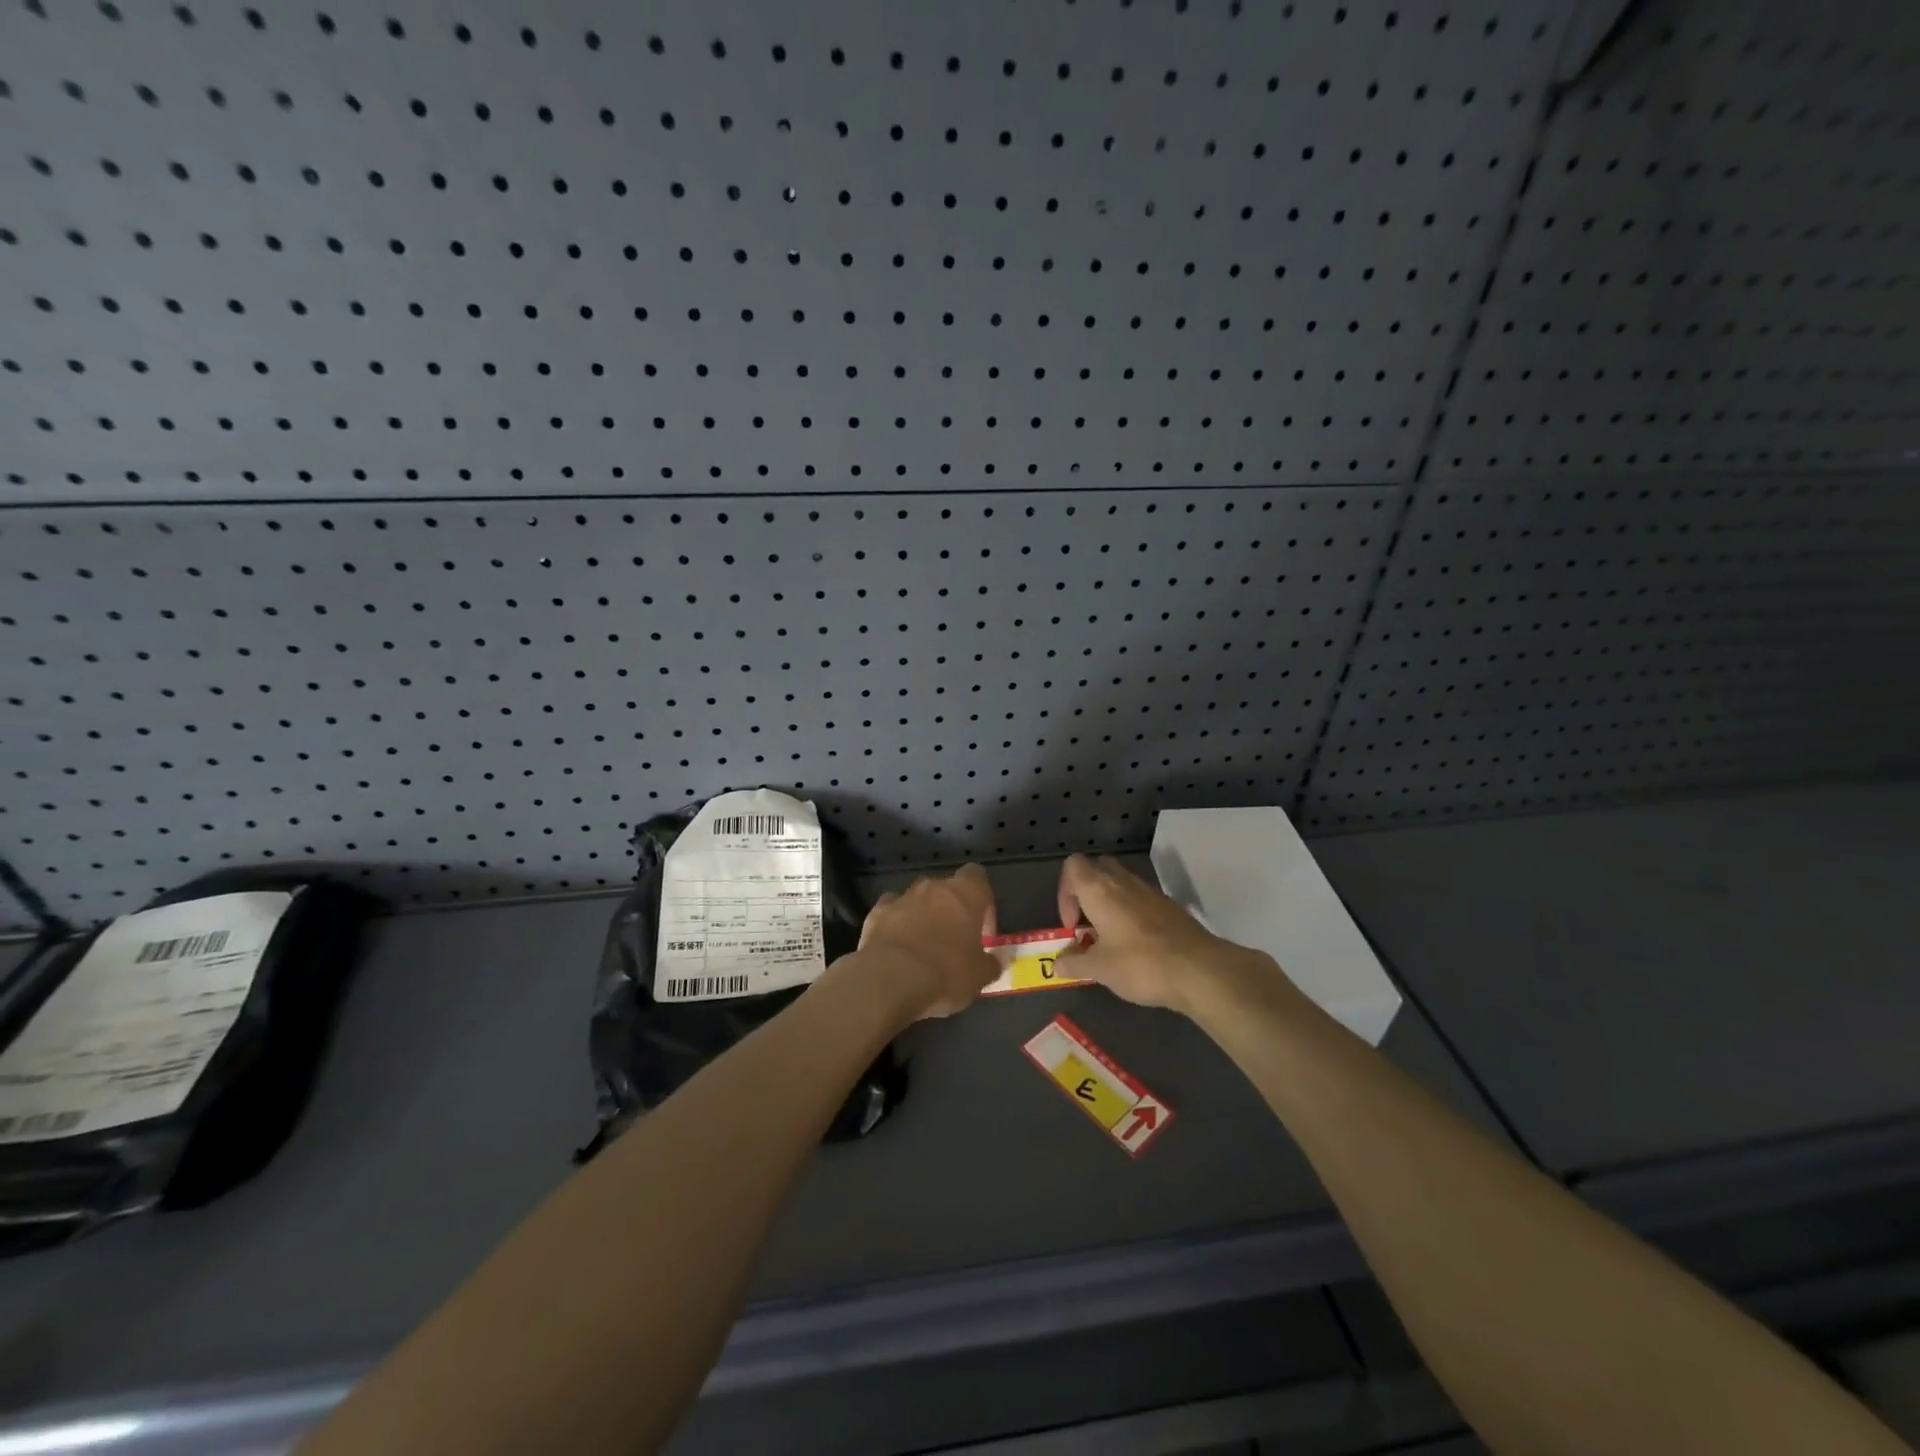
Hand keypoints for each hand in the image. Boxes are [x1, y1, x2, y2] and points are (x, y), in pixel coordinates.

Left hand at [847, 864, 1001, 1020]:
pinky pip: (891, 912)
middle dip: (950, 911)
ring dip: (922, 917)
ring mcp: (902, 897)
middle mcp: (933, 886)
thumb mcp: (979, 977)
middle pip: (946, 889)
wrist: (890, 979)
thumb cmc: (946, 973)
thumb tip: (994, 962)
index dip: (982, 901)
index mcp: (965, 893)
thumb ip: (990, 964)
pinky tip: (897, 948)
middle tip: (953, 943)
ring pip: (917, 900)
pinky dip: (895, 925)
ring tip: (923, 949)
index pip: (977, 877)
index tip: (981, 930)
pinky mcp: (876, 912)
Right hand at [1054, 853, 1269, 1014]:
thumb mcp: (1099, 969)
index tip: (1073, 925)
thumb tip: (1057, 963)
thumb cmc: (1140, 964)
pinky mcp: (1169, 905)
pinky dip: (1131, 913)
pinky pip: (1140, 898)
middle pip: (1097, 869)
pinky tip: (1136, 946)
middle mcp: (1123, 881)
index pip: (1072, 865)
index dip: (1064, 892)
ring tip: (1110, 940)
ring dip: (1109, 904)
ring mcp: (1150, 891)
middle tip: (1088, 926)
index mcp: (1099, 889)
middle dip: (1086, 893)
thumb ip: (1074, 962)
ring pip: (1121, 883)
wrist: (1200, 970)